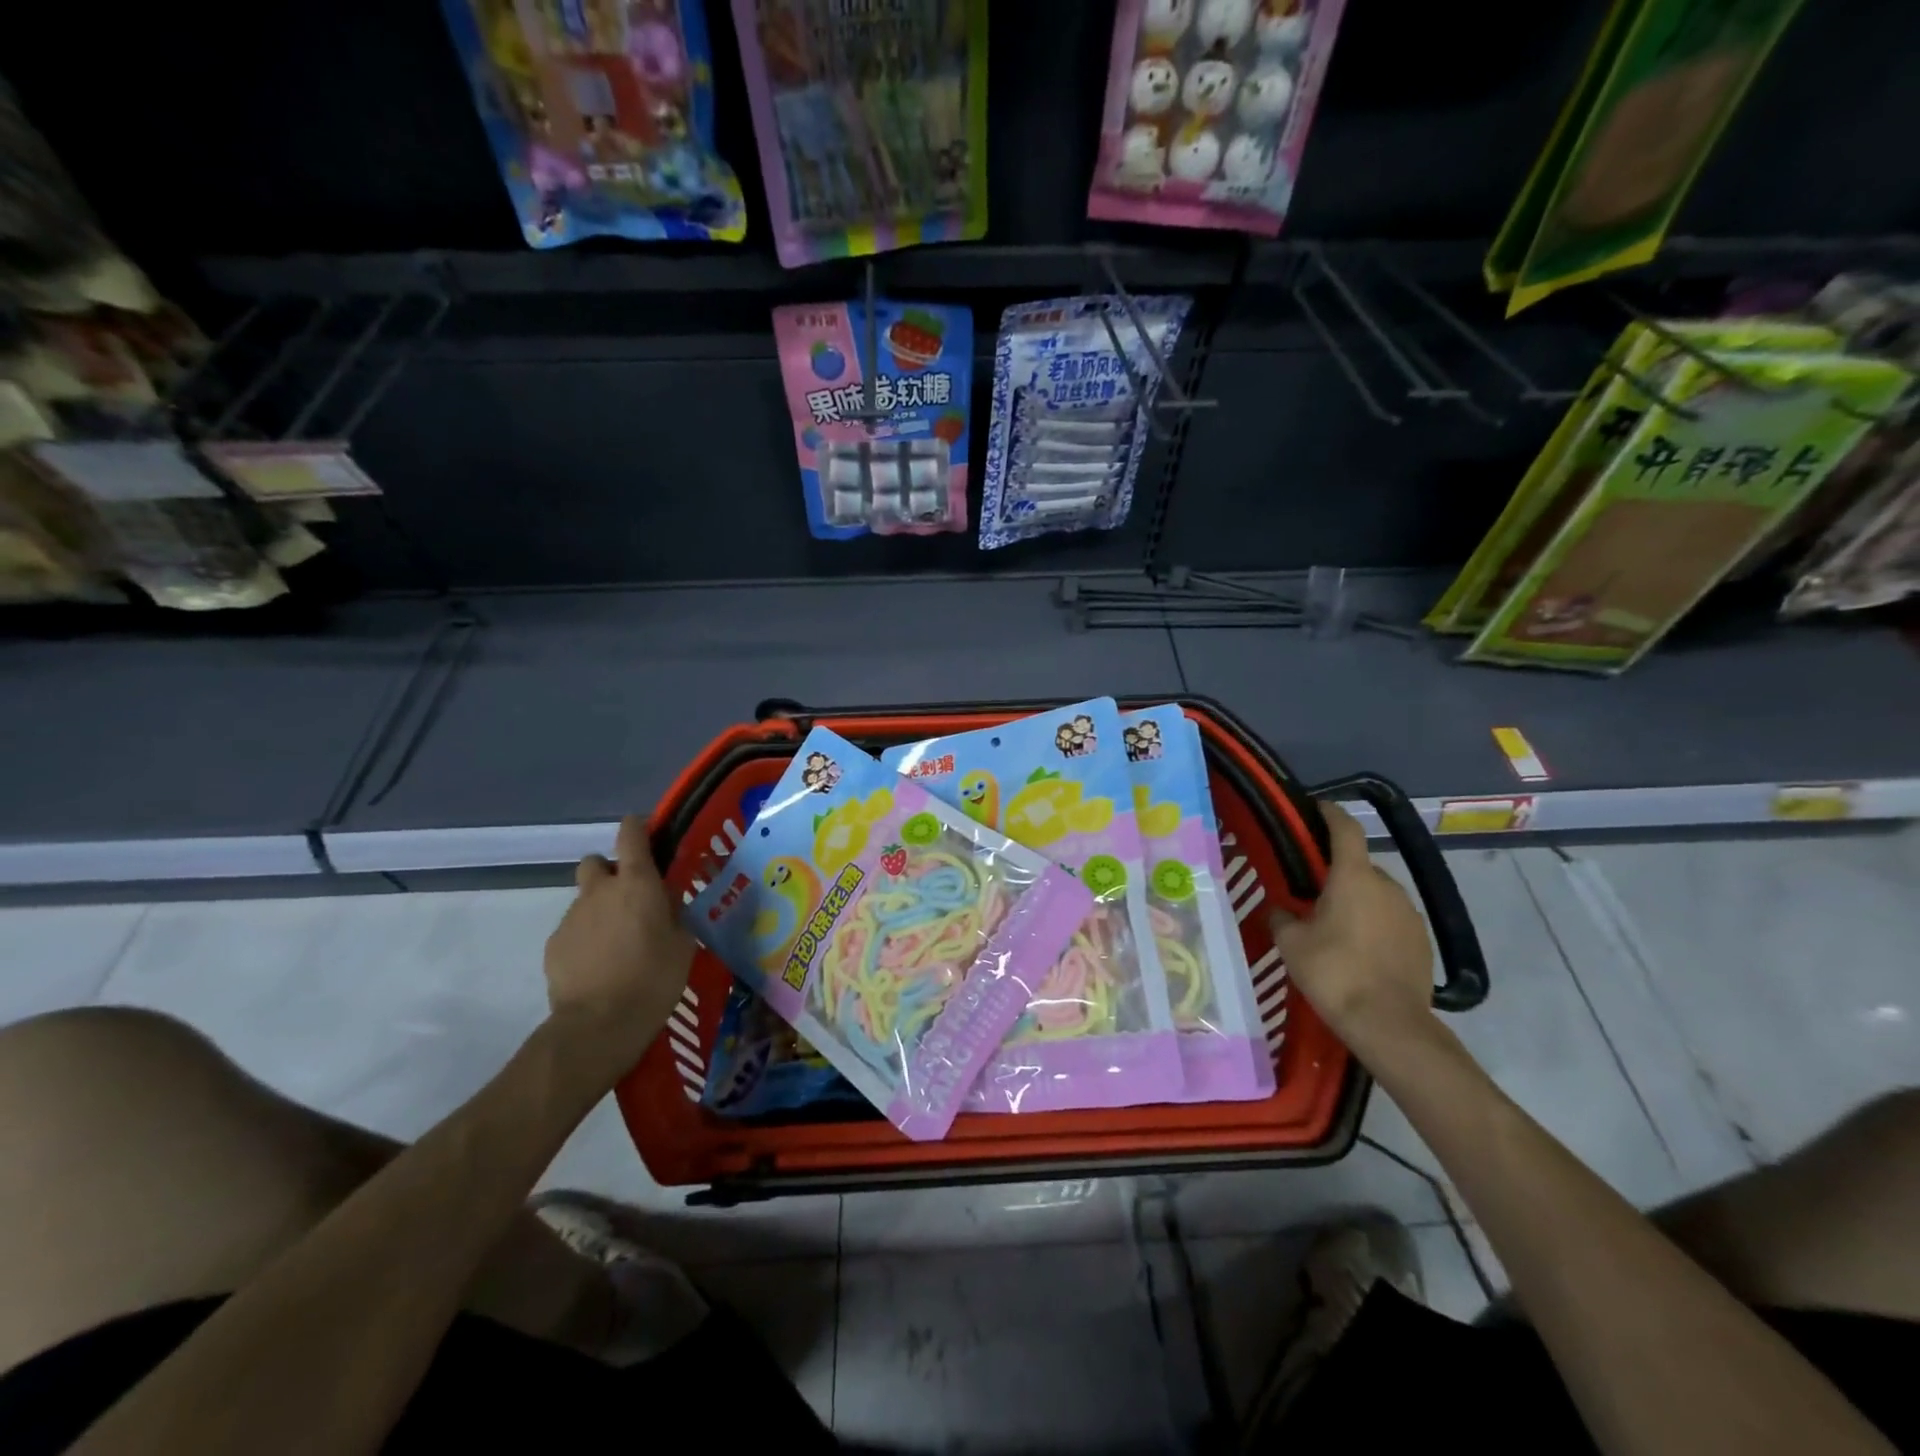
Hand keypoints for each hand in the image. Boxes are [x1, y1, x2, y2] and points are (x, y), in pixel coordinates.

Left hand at [544, 815, 694, 1078]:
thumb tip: (667, 899)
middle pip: (596, 862)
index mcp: (637, 883)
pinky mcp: (554, 945)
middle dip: (610, 872)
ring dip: (601, 909)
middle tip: (631, 898)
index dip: (637, 828)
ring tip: (618, 942)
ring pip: (585, 898)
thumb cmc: (653, 978)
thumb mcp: (683, 943)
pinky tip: (600, 965)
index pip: (630, 833)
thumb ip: (675, 913)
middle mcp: (600, 891)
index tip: (647, 835)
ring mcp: (572, 917)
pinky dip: (586, 937)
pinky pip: (574, 929)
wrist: (598, 1024)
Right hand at [1268, 801, 1436, 1056]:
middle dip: (1336, 873)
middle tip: (1310, 891)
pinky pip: (1391, 919)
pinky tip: (1357, 949)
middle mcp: (1387, 886)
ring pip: (1376, 894)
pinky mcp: (1422, 941)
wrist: (1388, 1023)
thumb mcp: (1291, 943)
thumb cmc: (1334, 972)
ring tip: (1333, 925)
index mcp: (1353, 877)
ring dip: (1356, 900)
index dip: (1330, 813)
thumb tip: (1281, 910)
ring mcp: (1410, 913)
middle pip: (1358, 866)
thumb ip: (1283, 917)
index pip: (1344, 829)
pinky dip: (1373, 924)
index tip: (1315, 808)